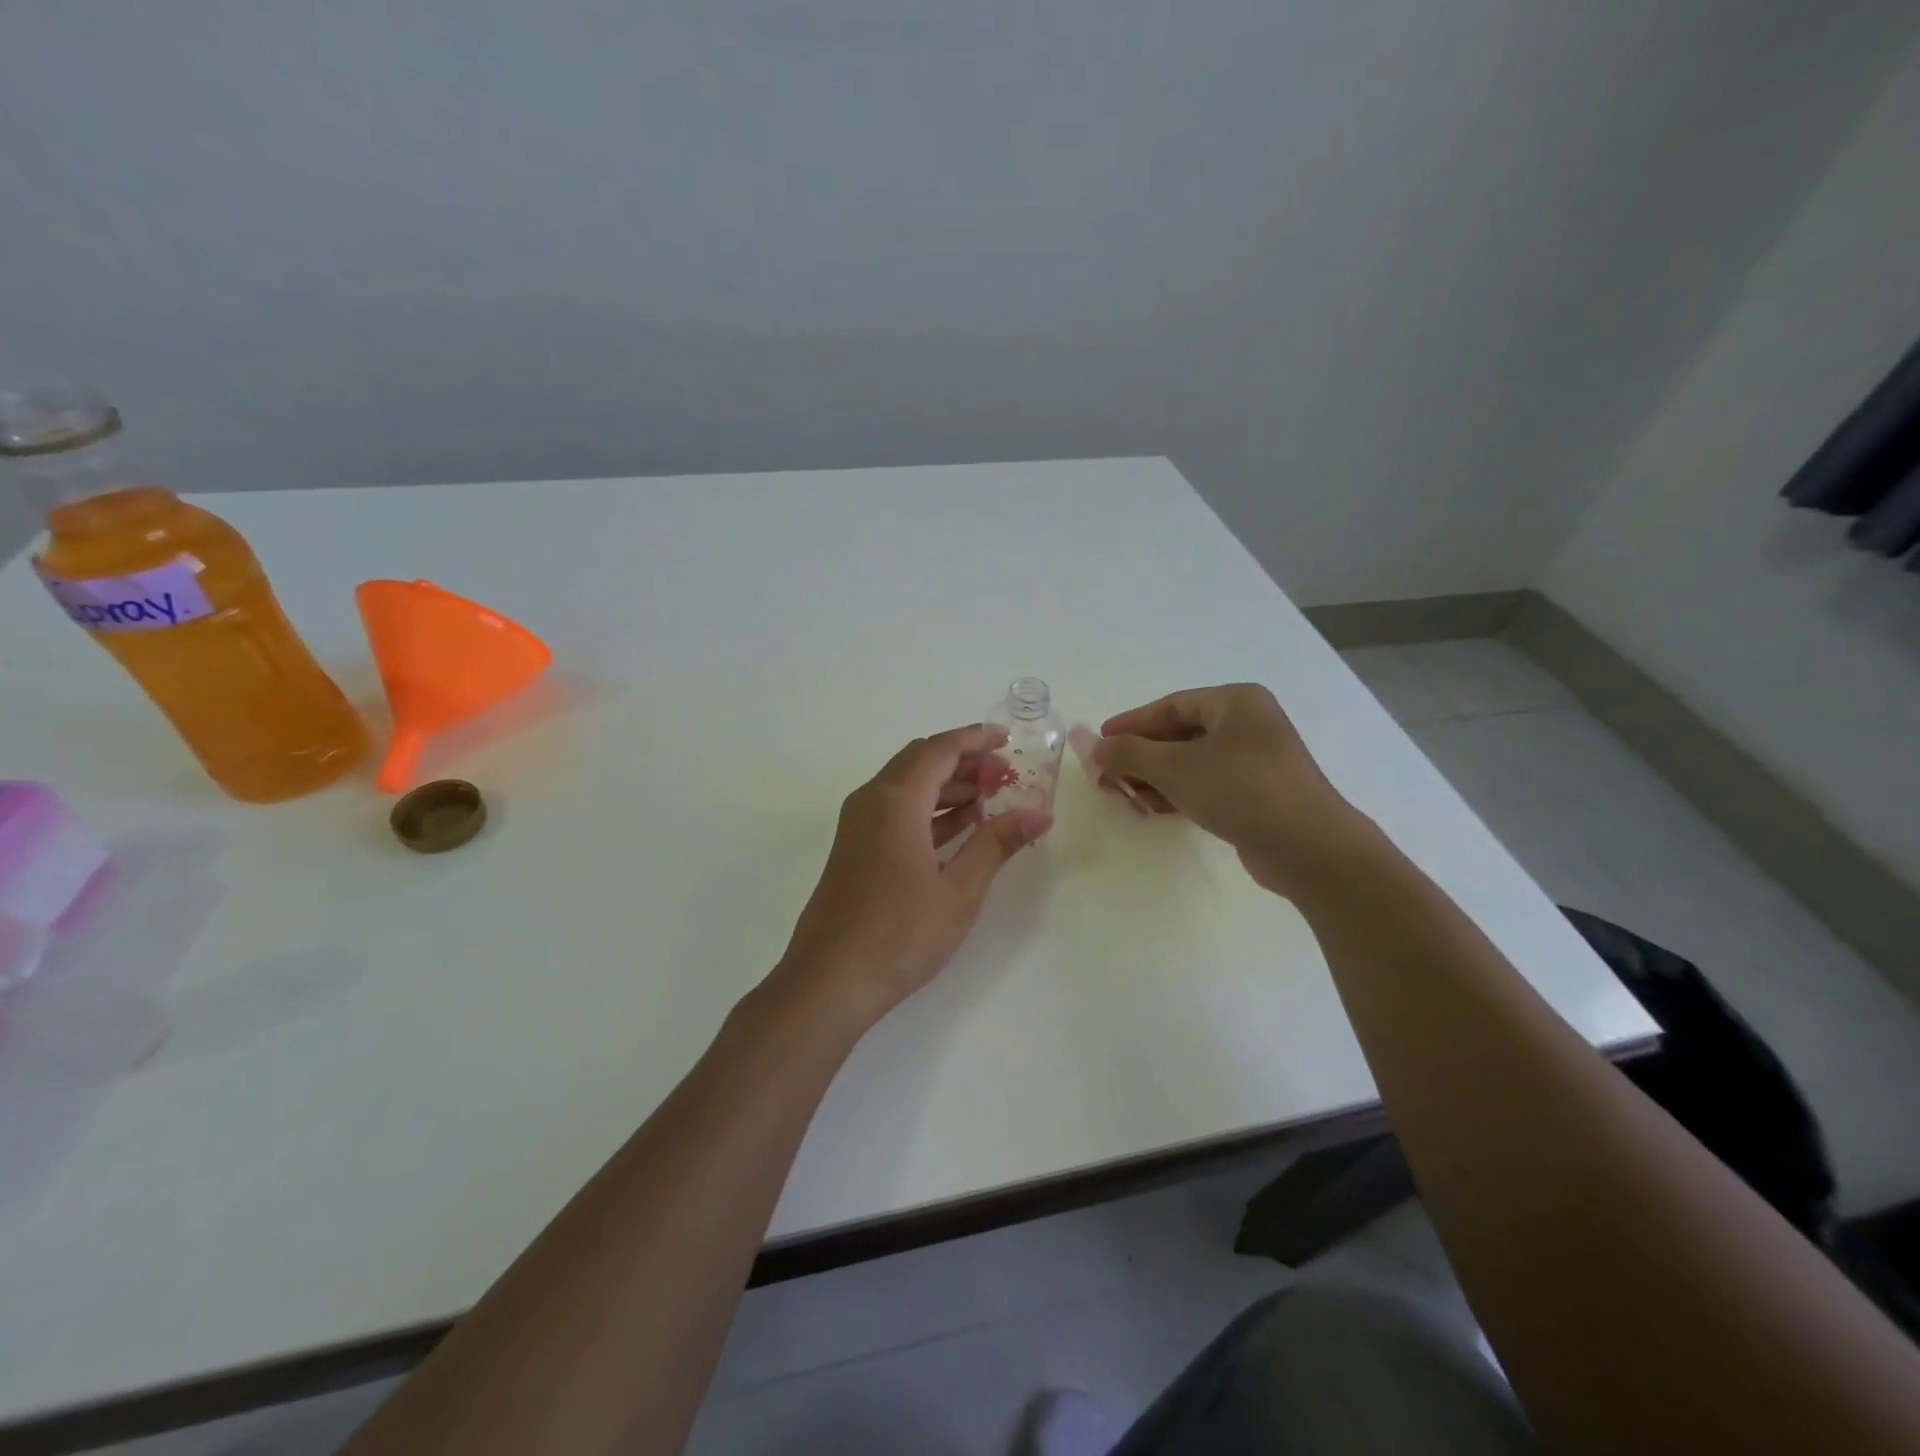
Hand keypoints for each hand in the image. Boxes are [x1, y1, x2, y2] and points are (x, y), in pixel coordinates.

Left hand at [779, 724, 1053, 1022]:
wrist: (830, 980)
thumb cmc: (900, 934)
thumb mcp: (959, 889)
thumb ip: (997, 843)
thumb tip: (1039, 813)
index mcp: (895, 800)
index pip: (939, 750)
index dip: (975, 739)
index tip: (1008, 739)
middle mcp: (871, 801)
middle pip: (921, 761)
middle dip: (964, 760)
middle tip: (1005, 773)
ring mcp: (858, 825)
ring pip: (907, 786)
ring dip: (947, 785)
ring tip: (991, 798)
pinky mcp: (855, 848)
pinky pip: (896, 810)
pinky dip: (929, 809)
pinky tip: (960, 826)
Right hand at [1093, 684, 1365, 894]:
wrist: (1308, 848)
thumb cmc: (1240, 790)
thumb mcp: (1174, 768)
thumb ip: (1129, 754)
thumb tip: (1094, 747)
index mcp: (1235, 702)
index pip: (1171, 705)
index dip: (1131, 724)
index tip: (1099, 742)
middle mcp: (1249, 724)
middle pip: (1180, 733)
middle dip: (1141, 756)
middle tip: (1108, 775)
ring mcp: (1257, 760)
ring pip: (1192, 762)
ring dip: (1156, 778)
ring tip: (1127, 797)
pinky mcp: (1259, 794)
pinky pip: (1208, 784)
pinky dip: (1180, 793)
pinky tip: (1156, 810)